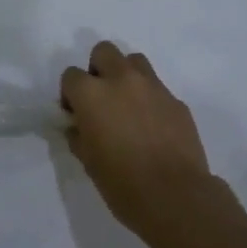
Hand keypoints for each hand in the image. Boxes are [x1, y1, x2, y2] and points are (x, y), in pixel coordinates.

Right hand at [60, 42, 217, 244]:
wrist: (174, 196)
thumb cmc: (121, 183)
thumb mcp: (87, 161)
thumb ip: (79, 134)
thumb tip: (79, 126)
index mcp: (92, 94)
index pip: (71, 76)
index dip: (70, 94)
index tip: (75, 115)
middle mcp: (121, 80)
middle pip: (104, 51)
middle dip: (98, 69)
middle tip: (101, 100)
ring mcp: (153, 87)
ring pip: (134, 61)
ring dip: (126, 76)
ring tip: (128, 105)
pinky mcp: (176, 100)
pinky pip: (157, 88)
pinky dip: (150, 99)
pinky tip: (152, 126)